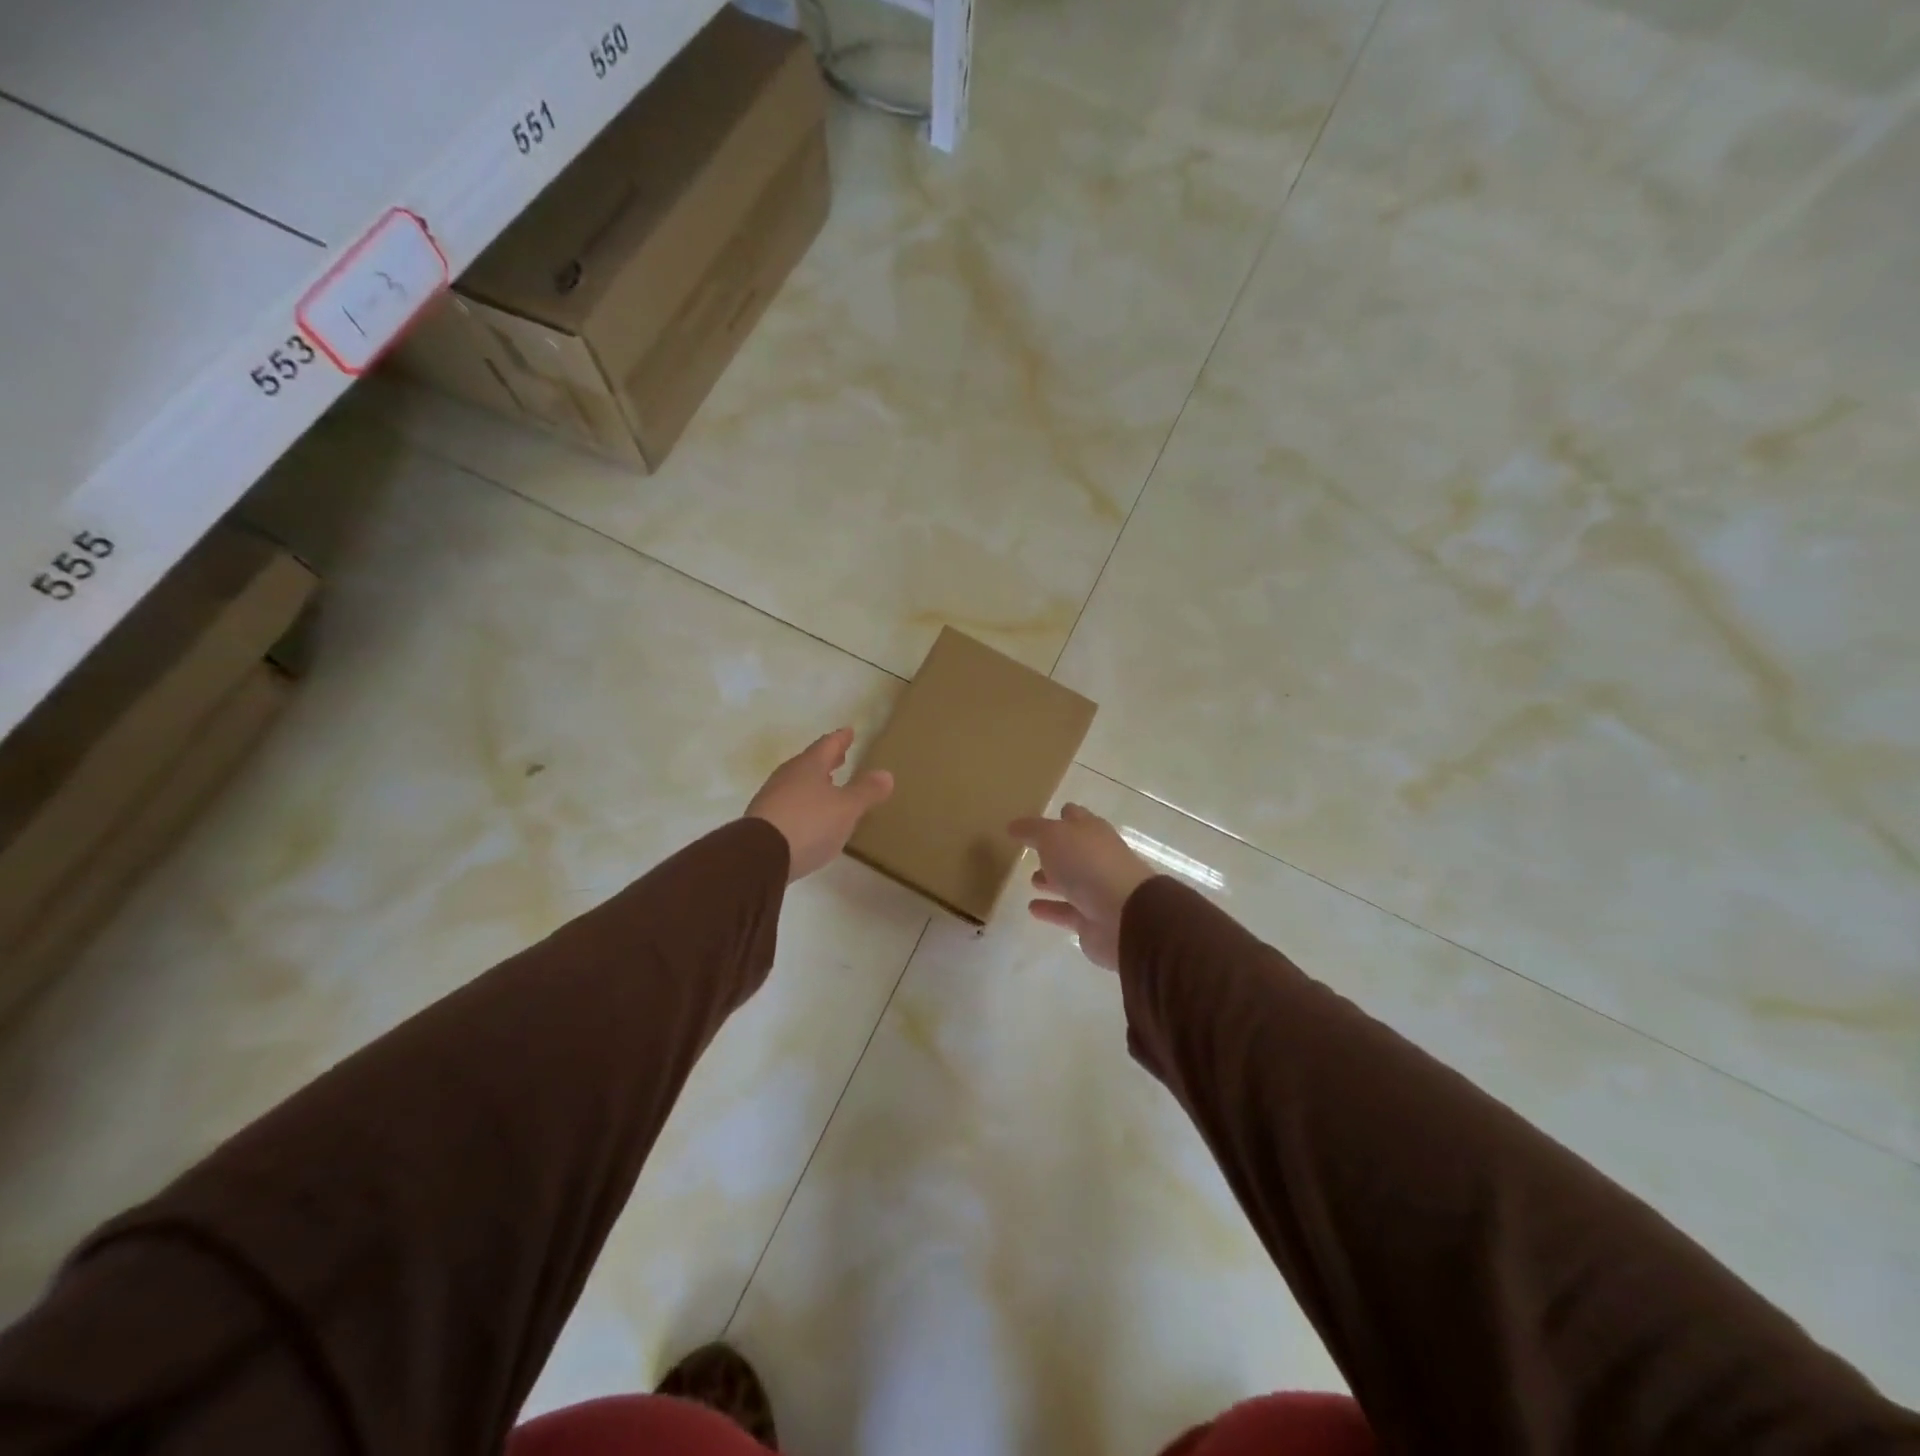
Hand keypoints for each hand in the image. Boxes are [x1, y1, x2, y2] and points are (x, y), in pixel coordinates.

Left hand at [747, 728, 893, 881]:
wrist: (759, 856)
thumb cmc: (809, 823)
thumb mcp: (846, 808)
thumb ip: (866, 791)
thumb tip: (886, 774)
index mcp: (809, 766)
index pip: (828, 745)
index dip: (840, 739)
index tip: (849, 731)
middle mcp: (788, 776)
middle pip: (810, 762)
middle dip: (827, 760)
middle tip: (840, 756)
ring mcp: (772, 798)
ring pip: (797, 782)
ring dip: (814, 781)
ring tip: (828, 786)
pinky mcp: (763, 821)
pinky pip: (789, 803)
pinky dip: (803, 802)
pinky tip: (810, 815)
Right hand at [1008, 803, 1154, 970]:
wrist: (1123, 915)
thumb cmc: (1088, 864)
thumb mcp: (1053, 836)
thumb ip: (1032, 830)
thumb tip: (1013, 826)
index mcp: (1092, 831)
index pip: (1074, 817)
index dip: (1059, 816)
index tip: (1040, 820)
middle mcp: (1097, 858)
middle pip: (1073, 850)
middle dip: (1054, 850)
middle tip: (1032, 851)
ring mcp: (1097, 890)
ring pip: (1070, 882)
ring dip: (1052, 880)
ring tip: (1031, 880)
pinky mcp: (1091, 919)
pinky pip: (1066, 911)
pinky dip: (1051, 909)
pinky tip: (1032, 908)